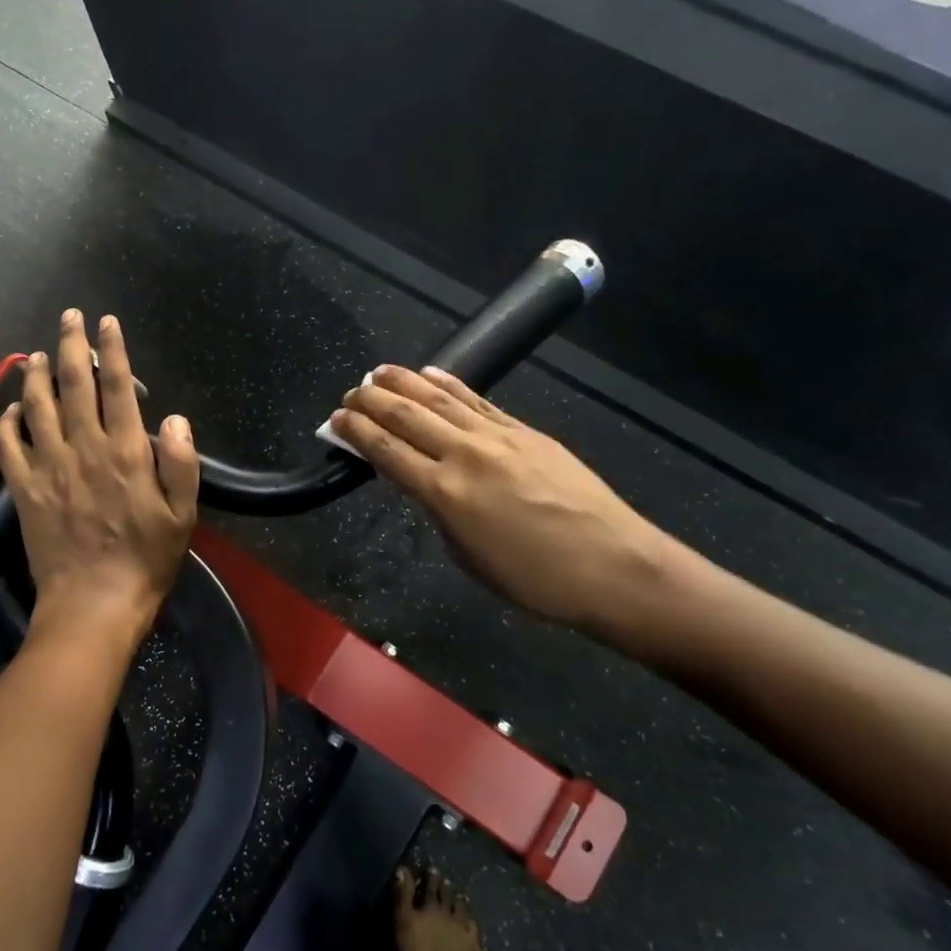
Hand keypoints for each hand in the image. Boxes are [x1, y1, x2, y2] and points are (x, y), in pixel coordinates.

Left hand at [0, 310, 198, 650]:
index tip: (107, 322)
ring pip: (37, 408)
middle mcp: (84, 449)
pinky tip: (11, 408)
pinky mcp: (25, 491)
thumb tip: (173, 418)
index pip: (117, 387)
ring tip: (36, 354)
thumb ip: (181, 462)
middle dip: (71, 345)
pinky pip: (9, 447)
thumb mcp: (182, 514)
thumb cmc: (145, 559)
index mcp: (127, 452)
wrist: (94, 604)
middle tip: (68, 317)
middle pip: (73, 385)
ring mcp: (49, 468)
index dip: (112, 350)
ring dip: (36, 376)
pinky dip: (7, 422)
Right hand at [329, 366, 670, 633]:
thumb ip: (440, 513)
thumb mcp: (469, 556)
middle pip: (406, 416)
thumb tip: (425, 484)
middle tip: (349, 393)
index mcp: (444, 493)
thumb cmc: (535, 579)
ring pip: (439, 399)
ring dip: (404, 382)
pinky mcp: (525, 431)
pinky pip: (478, 400)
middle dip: (371, 401)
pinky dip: (449, 385)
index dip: (356, 432)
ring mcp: (498, 437)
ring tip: (379, 372)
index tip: (336, 419)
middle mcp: (465, 454)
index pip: (386, 451)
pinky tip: (429, 374)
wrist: (614, 565)